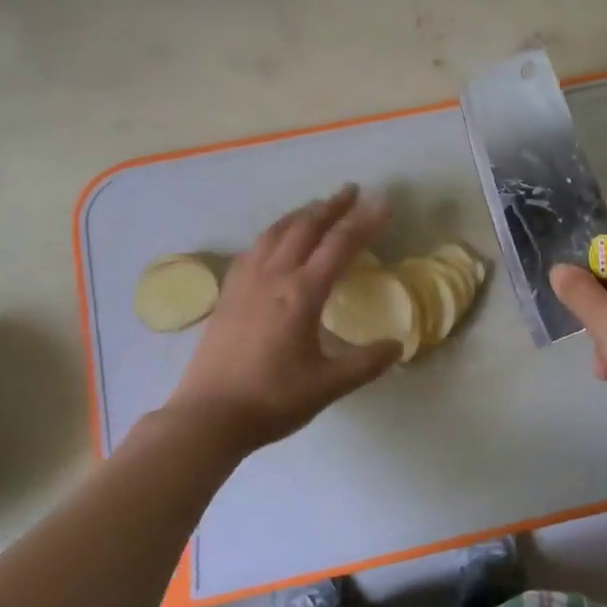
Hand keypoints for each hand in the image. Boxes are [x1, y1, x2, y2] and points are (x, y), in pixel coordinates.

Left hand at [166, 184, 400, 455]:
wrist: (209, 415)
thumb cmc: (272, 400)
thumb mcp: (328, 386)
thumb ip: (366, 363)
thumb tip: (397, 345)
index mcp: (301, 294)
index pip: (340, 245)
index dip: (364, 222)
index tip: (384, 204)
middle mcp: (273, 277)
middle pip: (305, 227)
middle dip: (331, 206)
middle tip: (352, 191)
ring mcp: (246, 282)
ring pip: (276, 232)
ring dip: (301, 214)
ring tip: (318, 207)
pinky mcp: (228, 293)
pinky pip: (255, 248)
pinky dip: (274, 233)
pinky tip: (276, 240)